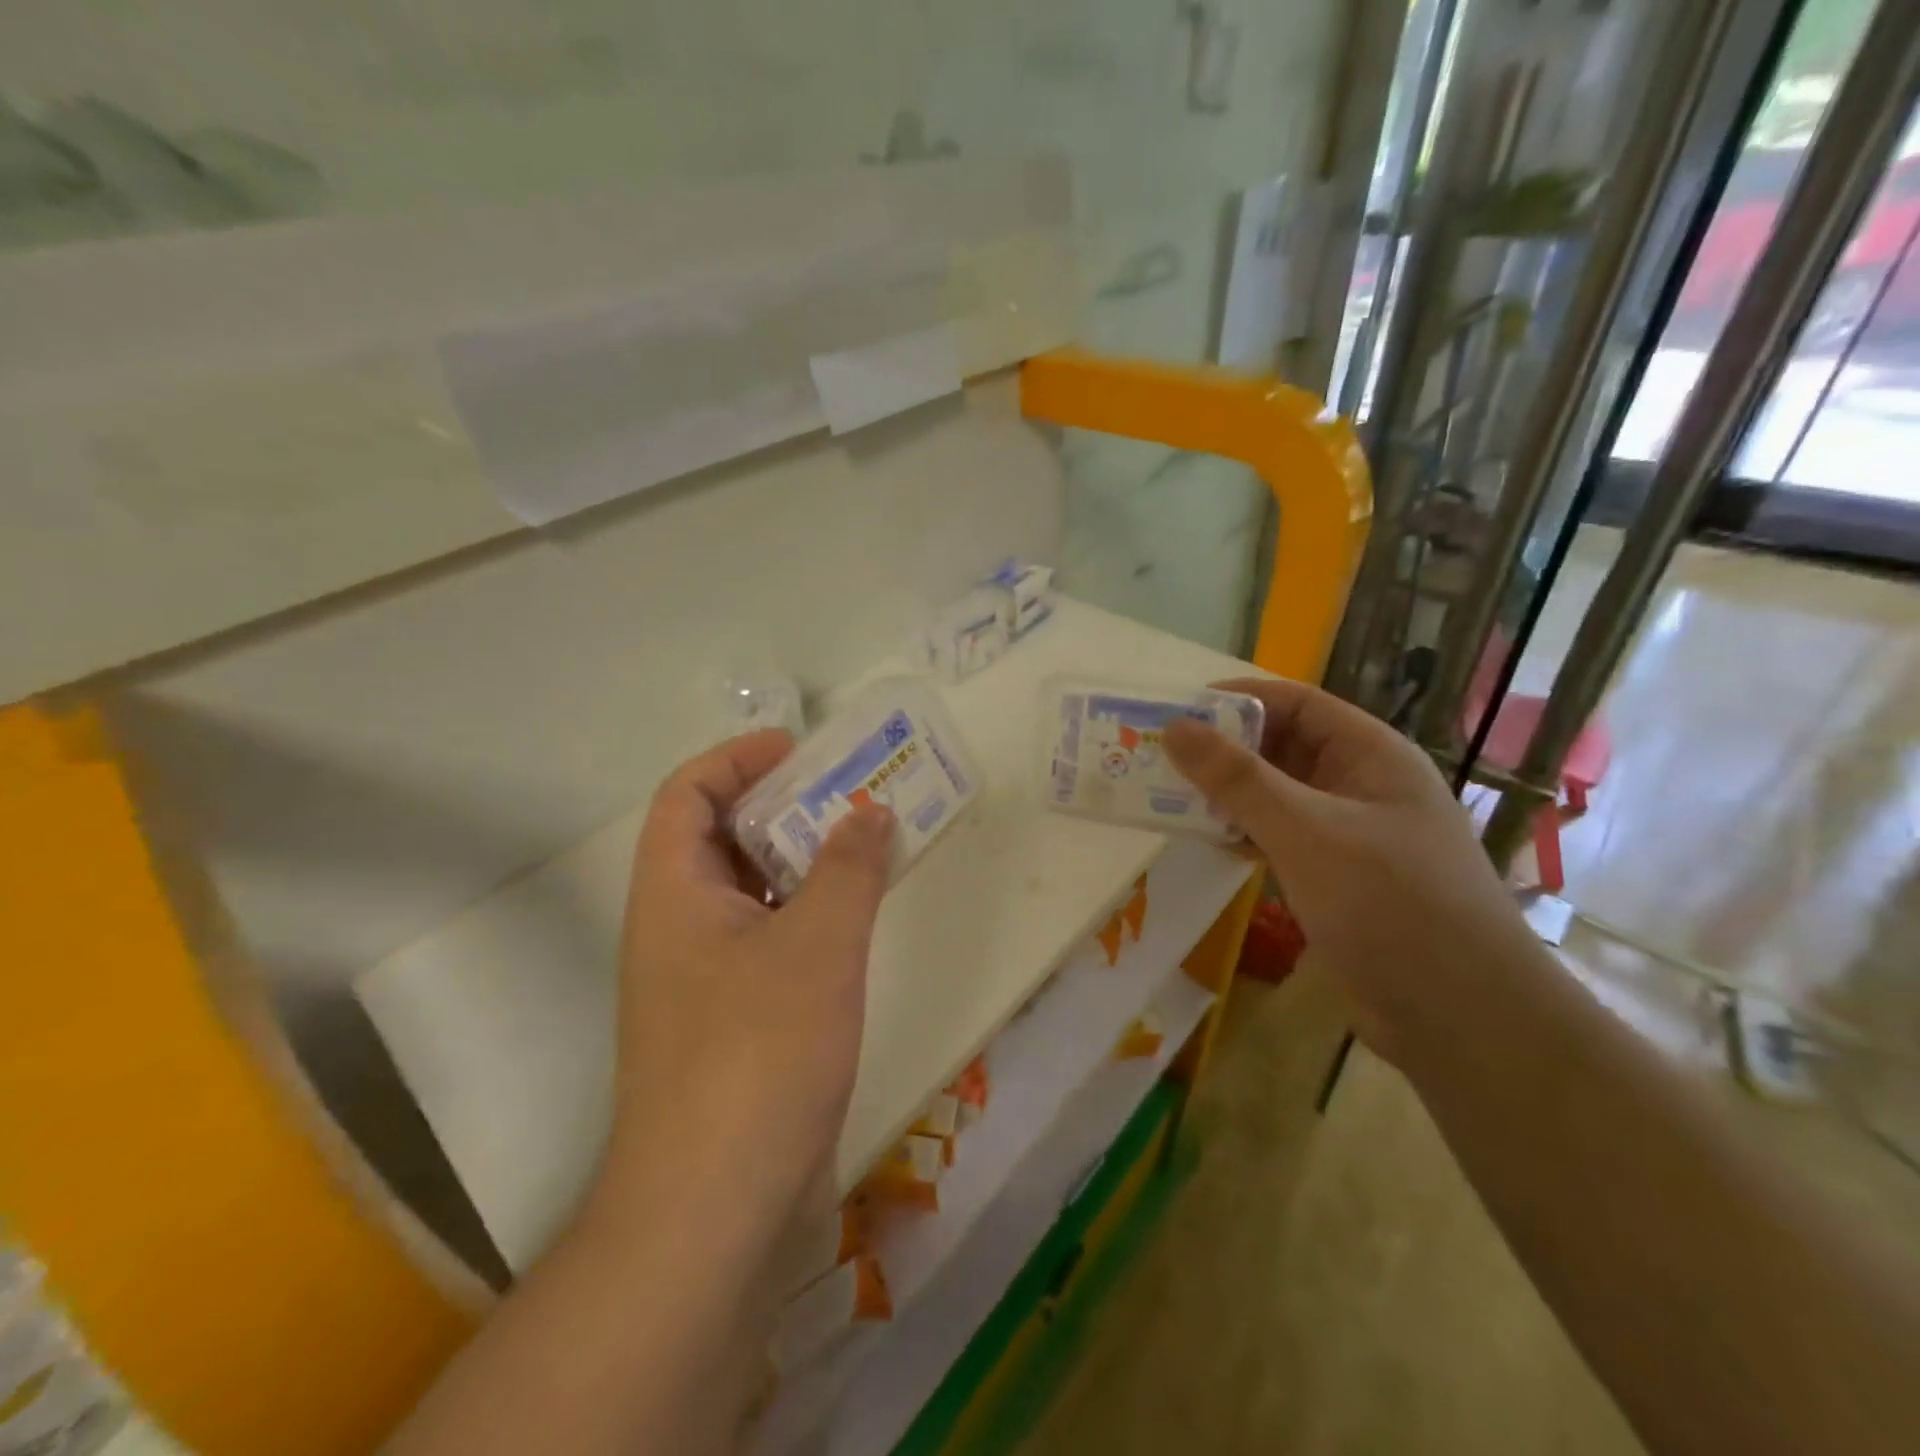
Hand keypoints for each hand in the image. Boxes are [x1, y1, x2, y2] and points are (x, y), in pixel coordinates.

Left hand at [595, 729, 894, 1235]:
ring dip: (800, 862)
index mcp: (673, 894)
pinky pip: (768, 940)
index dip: (737, 759)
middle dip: (781, 806)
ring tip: (864, 845)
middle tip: (848, 794)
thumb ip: (848, 868)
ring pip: (749, 893)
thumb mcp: (817, 944)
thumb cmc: (758, 1053)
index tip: (800, 751)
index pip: (688, 795)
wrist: (715, 1208)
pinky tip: (855, 920)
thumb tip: (870, 812)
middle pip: (719, 839)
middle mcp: (677, 928)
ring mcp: (703, 980)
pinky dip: (807, 915)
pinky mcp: (733, 1022)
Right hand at [1165, 678, 1535, 1065]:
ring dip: (1226, 794)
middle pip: (1282, 747)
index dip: (1236, 700)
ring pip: (1275, 795)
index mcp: (1370, 755)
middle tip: (1156, 756)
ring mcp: (1349, 834)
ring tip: (1163, 794)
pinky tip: (1202, 839)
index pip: (1296, 704)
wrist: (1463, 1018)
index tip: (1174, 711)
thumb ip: (1237, 779)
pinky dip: (1241, 833)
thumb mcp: (1306, 830)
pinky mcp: (1335, 877)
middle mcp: (1360, 785)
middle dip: (1222, 749)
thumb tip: (1175, 728)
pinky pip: (1278, 837)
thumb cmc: (1390, 904)